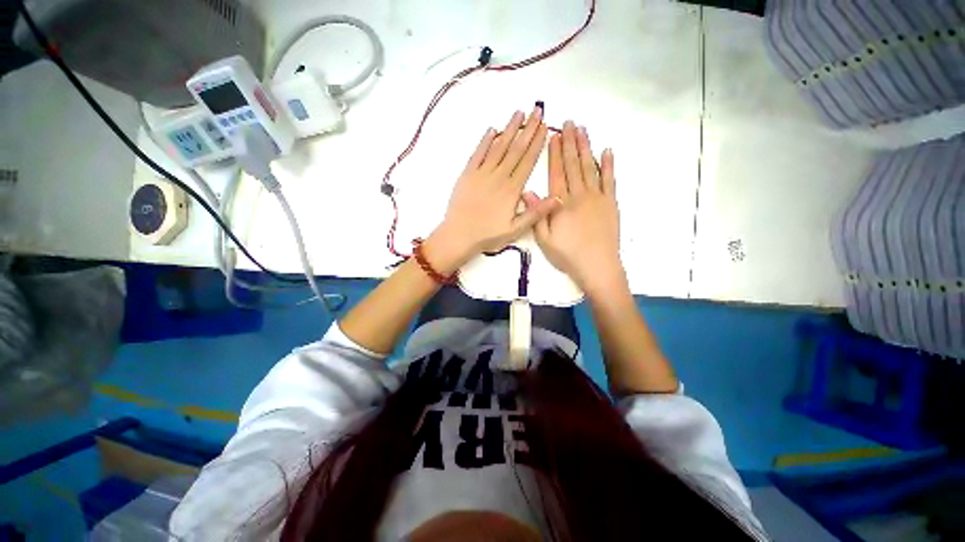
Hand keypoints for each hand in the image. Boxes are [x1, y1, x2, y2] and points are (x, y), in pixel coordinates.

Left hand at [427, 106, 560, 271]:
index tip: (545, 127)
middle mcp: (498, 177)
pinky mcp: (467, 175)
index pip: (528, 161)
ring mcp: (481, 173)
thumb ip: (536, 213)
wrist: (459, 235)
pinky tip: (492, 130)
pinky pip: (478, 154)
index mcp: (512, 190)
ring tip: (519, 113)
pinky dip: (485, 141)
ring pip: (498, 147)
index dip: (537, 143)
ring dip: (509, 129)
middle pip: (516, 149)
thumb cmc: (488, 235)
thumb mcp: (515, 230)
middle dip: (528, 129)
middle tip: (537, 110)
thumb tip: (558, 198)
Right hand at [531, 122, 625, 295]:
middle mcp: (579, 195)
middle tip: (569, 123)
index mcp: (561, 204)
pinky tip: (607, 150)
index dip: (555, 154)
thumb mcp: (544, 239)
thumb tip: (527, 191)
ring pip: (590, 167)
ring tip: (583, 130)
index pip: (556, 173)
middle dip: (570, 143)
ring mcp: (597, 197)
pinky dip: (608, 164)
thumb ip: (537, 214)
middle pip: (573, 165)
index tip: (554, 136)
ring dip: (586, 148)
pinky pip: (610, 180)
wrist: (597, 266)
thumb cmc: (568, 255)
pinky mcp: (611, 203)